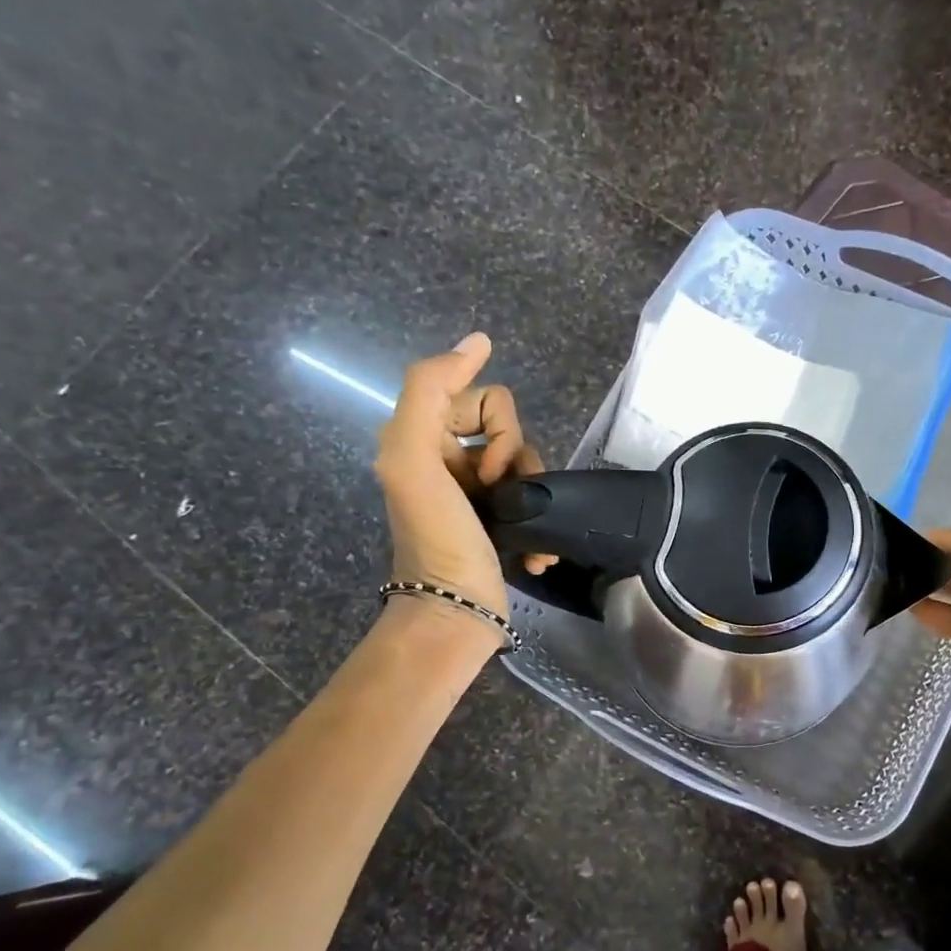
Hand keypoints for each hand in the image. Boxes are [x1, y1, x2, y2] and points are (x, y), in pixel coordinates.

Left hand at [373, 333, 543, 640]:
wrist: (455, 611)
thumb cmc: (436, 535)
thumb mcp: (411, 455)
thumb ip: (429, 388)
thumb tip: (479, 340)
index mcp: (424, 438)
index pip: (484, 398)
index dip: (496, 427)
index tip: (483, 469)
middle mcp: (450, 461)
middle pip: (510, 428)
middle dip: (516, 457)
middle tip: (500, 493)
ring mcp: (478, 494)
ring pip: (528, 462)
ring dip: (533, 489)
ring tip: (525, 529)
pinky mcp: (502, 522)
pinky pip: (534, 498)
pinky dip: (538, 522)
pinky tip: (536, 551)